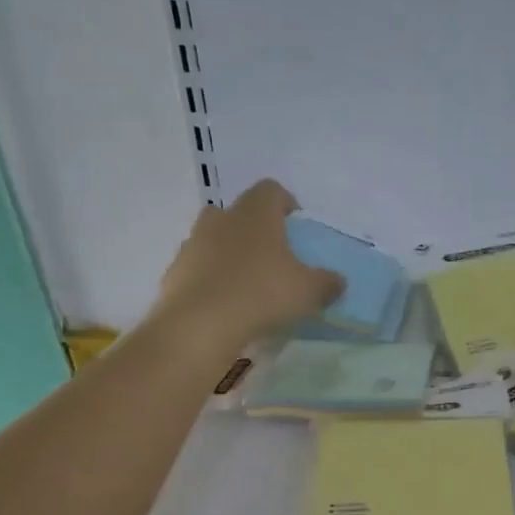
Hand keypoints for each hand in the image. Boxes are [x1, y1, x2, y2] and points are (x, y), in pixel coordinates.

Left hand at [156, 180, 341, 345]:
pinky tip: (225, 305)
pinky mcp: (175, 271)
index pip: (271, 191)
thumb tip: (338, 281)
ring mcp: (193, 244)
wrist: (199, 324)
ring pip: (216, 240)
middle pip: (240, 214)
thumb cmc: (261, 294)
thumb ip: (327, 283)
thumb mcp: (308, 292)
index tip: (296, 225)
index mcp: (255, 213)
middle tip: (272, 257)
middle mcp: (221, 218)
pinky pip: (199, 269)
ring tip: (248, 285)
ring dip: (231, 255)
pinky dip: (212, 280)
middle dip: (255, 230)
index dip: (286, 204)